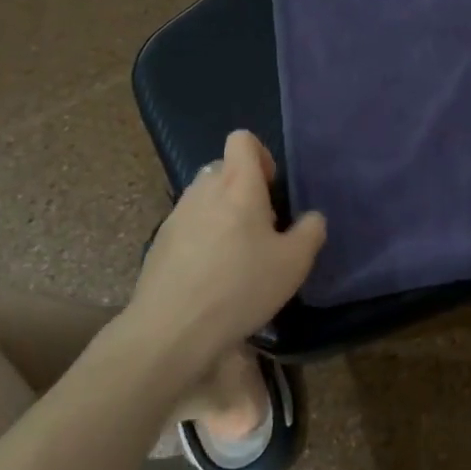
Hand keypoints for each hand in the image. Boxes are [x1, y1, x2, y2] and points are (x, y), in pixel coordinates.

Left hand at [130, 132, 324, 370]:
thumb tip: (312, 218)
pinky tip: (209, 275)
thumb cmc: (240, 287)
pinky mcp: (159, 242)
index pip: (242, 139)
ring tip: (235, 253)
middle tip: (260, 227)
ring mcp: (177, 215)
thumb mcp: (294, 264)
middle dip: (243, 188)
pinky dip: (201, 237)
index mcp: (238, 184)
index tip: (271, 189)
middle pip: (224, 168)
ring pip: (204, 197)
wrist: (171, 330)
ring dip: (221, 212)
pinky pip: (187, 225)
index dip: (260, 155)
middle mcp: (204, 189)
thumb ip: (310, 232)